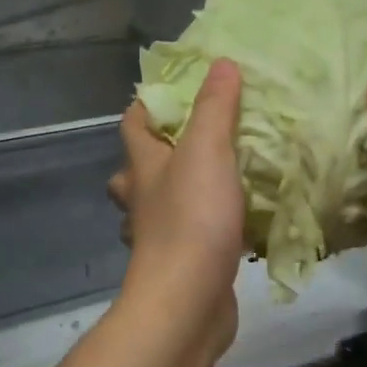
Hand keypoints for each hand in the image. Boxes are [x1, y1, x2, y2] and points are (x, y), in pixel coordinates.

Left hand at [107, 59, 246, 359]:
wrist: (187, 302)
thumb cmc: (192, 219)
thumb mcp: (207, 151)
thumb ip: (215, 108)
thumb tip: (220, 63)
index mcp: (142, 167)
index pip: (132, 125)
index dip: (147, 105)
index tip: (175, 91)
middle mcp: (141, 201)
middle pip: (136, 170)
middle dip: (157, 154)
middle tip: (195, 141)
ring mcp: (157, 237)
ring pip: (159, 206)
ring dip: (178, 192)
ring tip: (217, 179)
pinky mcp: (180, 265)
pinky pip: (188, 237)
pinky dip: (203, 227)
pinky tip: (234, 224)